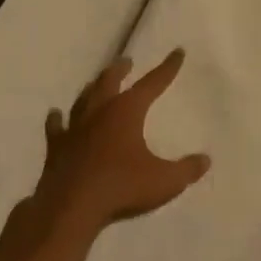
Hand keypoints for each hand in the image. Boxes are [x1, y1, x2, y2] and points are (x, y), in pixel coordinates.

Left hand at [33, 49, 210, 233]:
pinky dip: (57, 119)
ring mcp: (74, 129)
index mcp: (126, 112)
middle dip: (120, 69)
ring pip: (83, 99)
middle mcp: (99, 112)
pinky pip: (57, 127)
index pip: (152, 83)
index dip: (167, 68)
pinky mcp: (56, 148)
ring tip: (96, 83)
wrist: (70, 208)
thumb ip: (187, 169)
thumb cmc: (122, 188)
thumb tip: (205, 160)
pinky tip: (56, 114)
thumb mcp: (165, 181)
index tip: (177, 52)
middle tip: (126, 61)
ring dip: (92, 88)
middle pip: (109, 81)